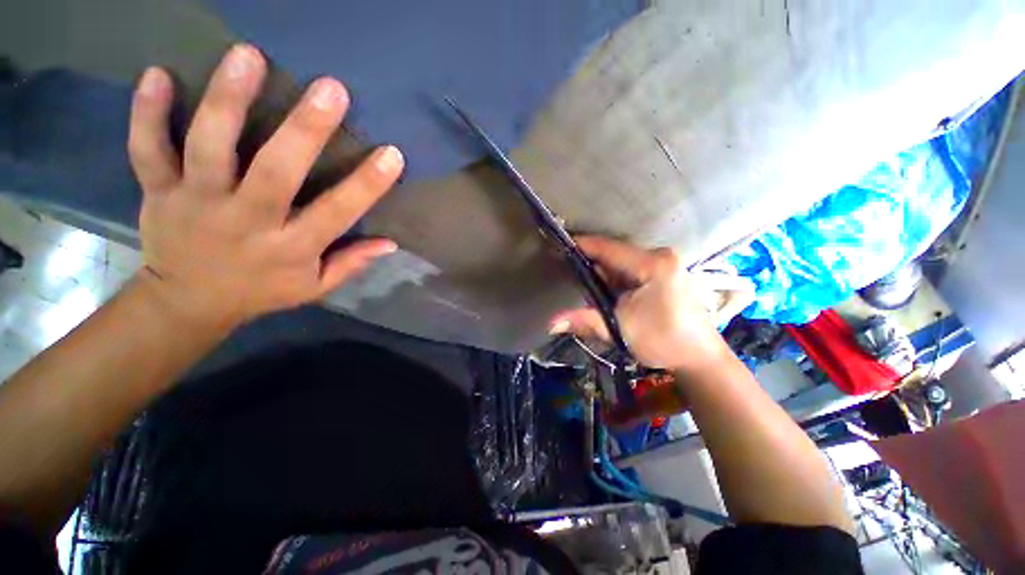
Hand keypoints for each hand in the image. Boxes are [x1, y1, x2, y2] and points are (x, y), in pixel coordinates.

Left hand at [127, 44, 403, 330]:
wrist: (189, 302)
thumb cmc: (262, 291)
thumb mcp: (315, 287)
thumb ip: (352, 263)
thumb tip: (391, 243)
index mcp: (290, 248)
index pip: (337, 213)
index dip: (367, 185)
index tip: (392, 154)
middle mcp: (247, 222)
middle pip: (275, 172)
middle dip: (304, 130)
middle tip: (331, 89)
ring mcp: (197, 203)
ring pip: (209, 147)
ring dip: (227, 100)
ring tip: (248, 56)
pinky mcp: (159, 192)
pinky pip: (147, 150)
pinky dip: (146, 113)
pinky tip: (158, 74)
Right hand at [549, 236, 751, 371]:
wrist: (699, 357)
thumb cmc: (664, 341)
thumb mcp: (620, 329)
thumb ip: (584, 320)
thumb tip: (551, 324)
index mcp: (652, 264)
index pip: (609, 248)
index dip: (583, 245)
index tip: (559, 245)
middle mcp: (660, 256)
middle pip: (615, 254)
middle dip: (591, 264)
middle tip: (567, 272)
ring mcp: (664, 264)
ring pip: (622, 263)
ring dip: (603, 274)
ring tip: (583, 285)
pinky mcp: (664, 274)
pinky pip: (630, 270)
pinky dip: (615, 280)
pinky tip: (606, 292)